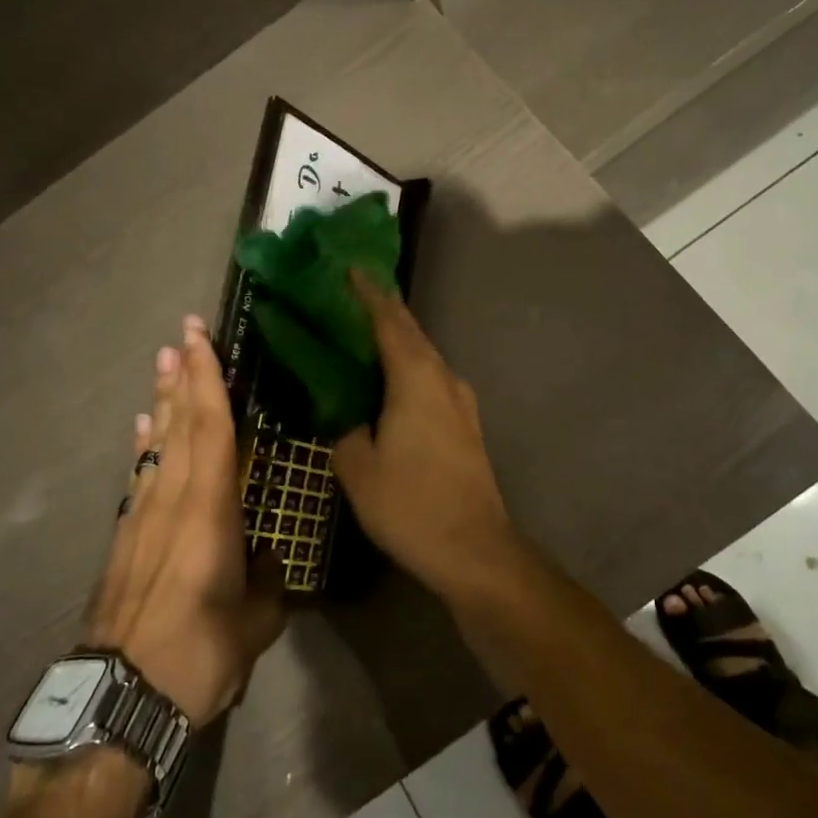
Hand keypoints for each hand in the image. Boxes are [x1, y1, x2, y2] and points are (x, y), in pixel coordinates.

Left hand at [86, 316, 284, 727]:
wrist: (119, 701)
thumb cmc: (197, 655)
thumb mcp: (255, 623)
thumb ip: (266, 583)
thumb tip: (267, 559)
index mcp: (208, 511)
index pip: (211, 429)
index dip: (207, 379)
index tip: (199, 338)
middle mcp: (171, 501)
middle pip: (179, 426)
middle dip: (182, 378)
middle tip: (180, 336)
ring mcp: (141, 519)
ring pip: (157, 447)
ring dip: (162, 404)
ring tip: (163, 367)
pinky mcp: (123, 541)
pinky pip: (139, 478)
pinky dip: (144, 448)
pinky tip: (144, 432)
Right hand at [332, 275, 523, 598]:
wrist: (474, 548)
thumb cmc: (410, 504)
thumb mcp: (358, 468)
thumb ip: (344, 430)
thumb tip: (346, 416)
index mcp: (416, 378)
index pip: (389, 320)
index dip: (368, 292)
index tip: (349, 268)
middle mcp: (443, 378)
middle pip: (410, 332)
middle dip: (382, 309)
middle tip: (349, 294)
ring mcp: (460, 401)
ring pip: (423, 356)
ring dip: (396, 339)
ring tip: (362, 334)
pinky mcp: (465, 423)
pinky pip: (430, 379)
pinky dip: (407, 368)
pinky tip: (388, 382)